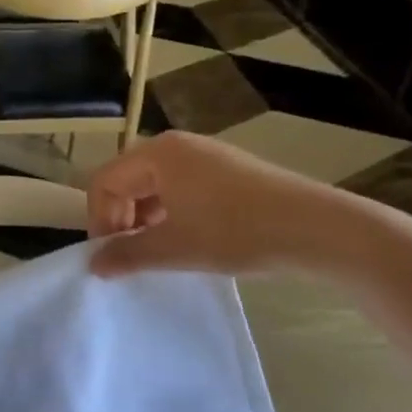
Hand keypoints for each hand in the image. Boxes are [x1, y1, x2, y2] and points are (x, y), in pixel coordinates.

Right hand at [87, 133, 342, 276]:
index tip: (108, 256)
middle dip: (120, 218)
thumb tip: (93, 265)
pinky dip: (170, 212)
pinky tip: (187, 239)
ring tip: (156, 251)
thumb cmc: (236, 231)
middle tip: (128, 256)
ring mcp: (204, 155)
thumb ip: (127, 255)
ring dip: (144, 218)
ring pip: (154, 185)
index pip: (105, 181)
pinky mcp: (226, 170)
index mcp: (157, 154)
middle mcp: (176, 146)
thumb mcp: (175, 248)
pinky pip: (180, 186)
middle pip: (127, 179)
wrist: (317, 228)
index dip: (99, 220)